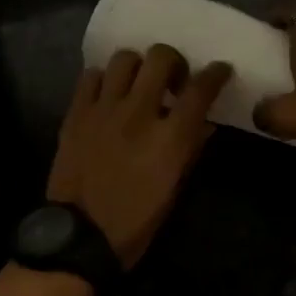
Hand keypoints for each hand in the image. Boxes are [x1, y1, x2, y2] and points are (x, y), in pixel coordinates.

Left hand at [46, 45, 232, 266]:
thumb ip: (190, 150)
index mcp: (169, 138)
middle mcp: (138, 113)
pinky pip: (90, 76)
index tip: (220, 70)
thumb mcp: (174, 190)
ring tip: (138, 84)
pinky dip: (104, 79)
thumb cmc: (135, 223)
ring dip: (138, 66)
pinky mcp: (76, 113)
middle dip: (174, 62)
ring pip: (124, 58)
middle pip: (161, 58)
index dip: (216, 74)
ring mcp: (103, 109)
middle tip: (174, 81)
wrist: (79, 237)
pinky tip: (108, 95)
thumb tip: (204, 124)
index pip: (200, 90)